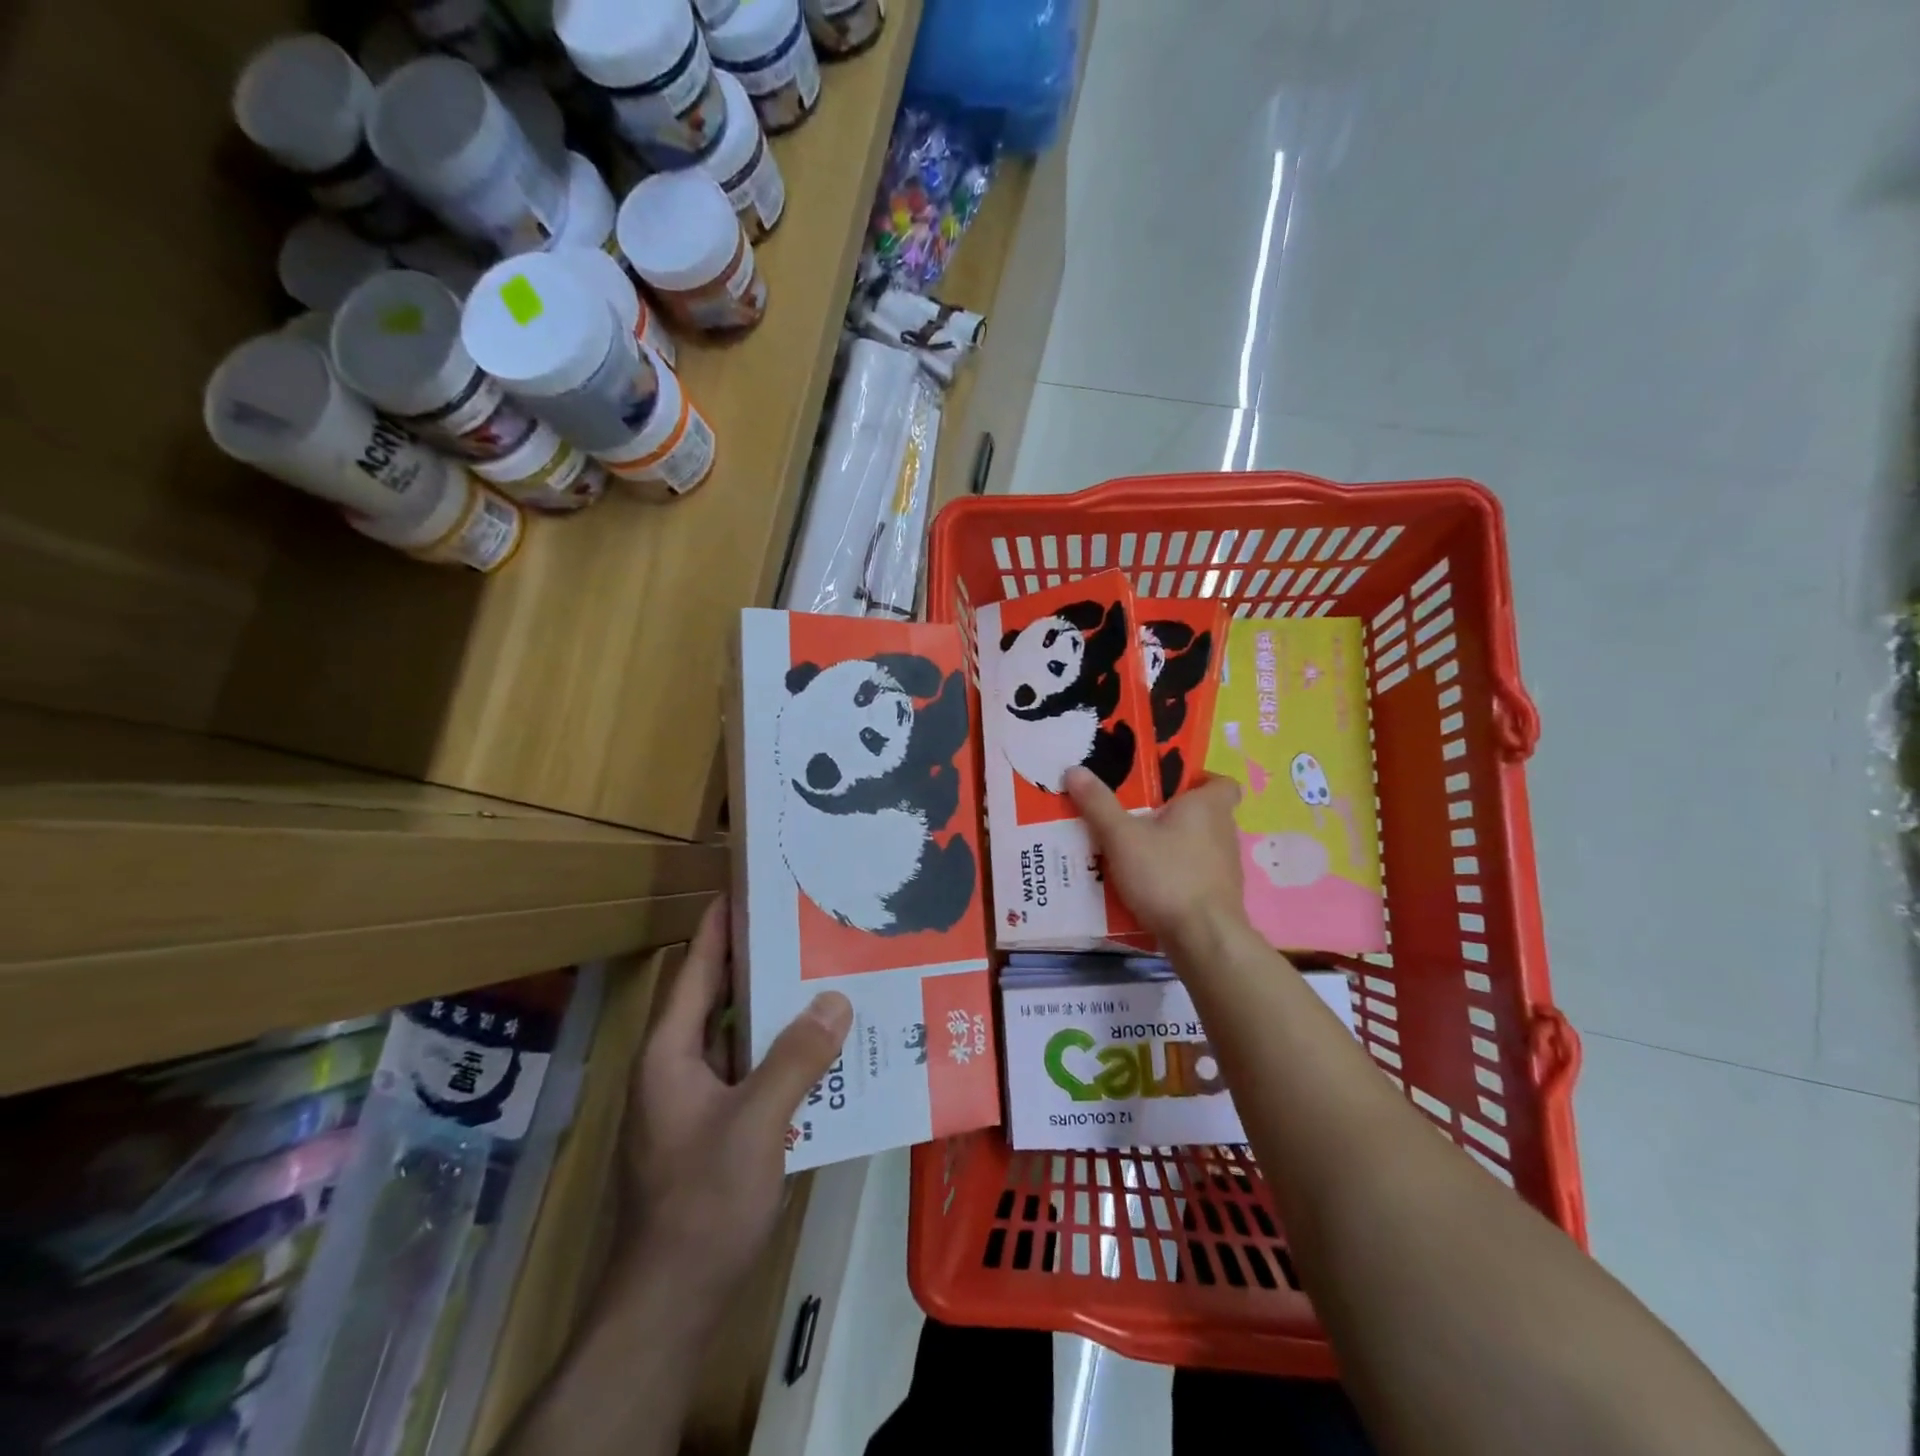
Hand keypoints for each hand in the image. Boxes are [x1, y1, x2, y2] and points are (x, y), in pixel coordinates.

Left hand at [625, 896, 851, 1299]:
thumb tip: (835, 998)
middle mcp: (677, 1067)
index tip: (752, 884)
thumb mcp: (756, 1123)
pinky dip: (781, 1054)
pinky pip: (749, 1072)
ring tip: (826, 978)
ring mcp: (693, 1101)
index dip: (719, 924)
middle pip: (718, 997)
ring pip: (737, 1037)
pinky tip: (823, 1050)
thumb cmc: (702, 1202)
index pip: (695, 969)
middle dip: (759, 962)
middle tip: (809, 927)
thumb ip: (797, 1057)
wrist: (670, 1303)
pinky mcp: (713, 1129)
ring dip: (775, 1011)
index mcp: (670, 1052)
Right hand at [1065, 767, 1250, 952]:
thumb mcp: (1122, 837)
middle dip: (1174, 814)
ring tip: (1134, 851)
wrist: (1204, 939)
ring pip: (1199, 845)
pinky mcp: (1219, 897)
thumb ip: (1098, 804)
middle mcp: (1225, 832)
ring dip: (1173, 846)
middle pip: (1204, 813)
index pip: (1222, 782)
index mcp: (1208, 807)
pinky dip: (1176, 875)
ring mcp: (1226, 868)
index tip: (1170, 786)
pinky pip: (1196, 874)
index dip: (1200, 780)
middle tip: (1137, 816)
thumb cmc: (1167, 875)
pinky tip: (1148, 885)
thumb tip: (1074, 769)